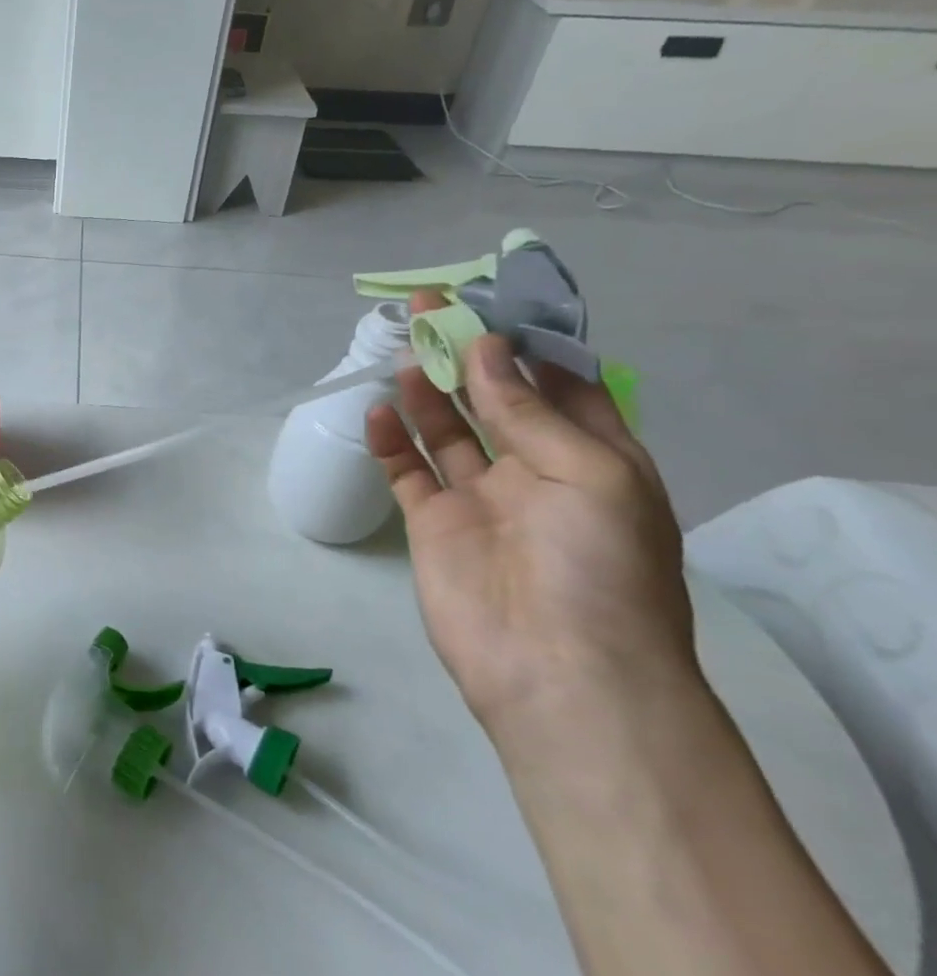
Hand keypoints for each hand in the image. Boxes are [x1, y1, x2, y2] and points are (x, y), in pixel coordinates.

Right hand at [366, 293, 694, 739]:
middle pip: (494, 399)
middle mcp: (536, 471)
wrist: (557, 671)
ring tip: (400, 351)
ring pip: (447, 429)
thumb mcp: (589, 473)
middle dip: (465, 354)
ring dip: (426, 390)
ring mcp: (480, 498)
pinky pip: (407, 470)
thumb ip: (527, 408)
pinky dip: (390, 440)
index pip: (561, 386)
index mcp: (594, 458)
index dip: (527, 345)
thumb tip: (485, 346)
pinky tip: (377, 412)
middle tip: (428, 308)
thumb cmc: (597, 566)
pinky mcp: (433, 523)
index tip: (490, 305)